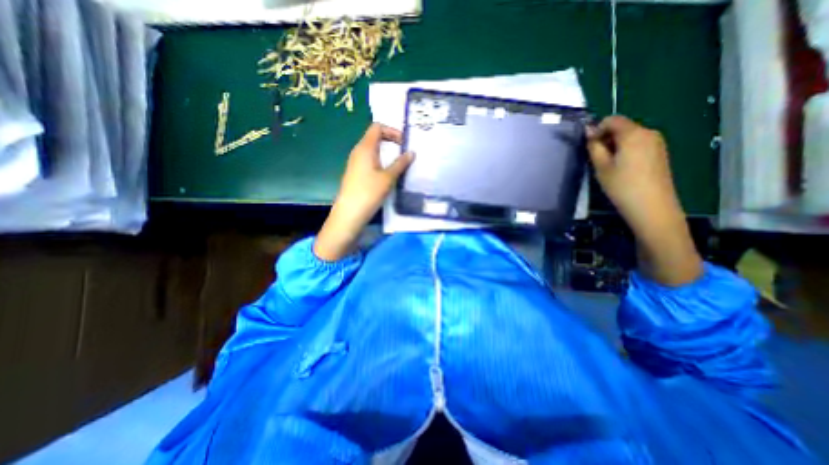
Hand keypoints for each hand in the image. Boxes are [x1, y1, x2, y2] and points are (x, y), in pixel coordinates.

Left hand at [312, 124, 411, 261]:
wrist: (350, 213)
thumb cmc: (369, 192)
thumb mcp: (388, 178)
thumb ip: (401, 163)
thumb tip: (412, 152)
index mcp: (365, 148)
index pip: (377, 127)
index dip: (392, 131)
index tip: (403, 143)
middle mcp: (358, 151)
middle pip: (374, 137)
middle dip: (390, 141)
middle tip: (404, 151)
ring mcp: (355, 162)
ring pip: (372, 150)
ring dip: (386, 153)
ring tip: (399, 162)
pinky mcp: (355, 173)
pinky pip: (369, 160)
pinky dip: (380, 161)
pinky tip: (387, 173)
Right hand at [585, 115, 700, 285]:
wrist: (652, 207)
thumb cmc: (622, 186)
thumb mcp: (601, 166)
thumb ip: (594, 146)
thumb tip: (589, 131)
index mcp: (634, 134)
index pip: (612, 119)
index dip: (597, 129)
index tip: (589, 146)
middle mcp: (649, 132)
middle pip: (622, 127)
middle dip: (606, 138)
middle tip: (596, 158)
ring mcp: (657, 143)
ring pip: (630, 136)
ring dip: (615, 145)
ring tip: (607, 166)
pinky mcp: (660, 154)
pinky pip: (638, 145)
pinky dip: (626, 151)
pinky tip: (621, 169)